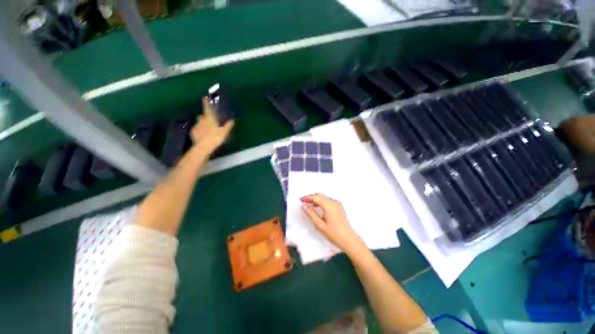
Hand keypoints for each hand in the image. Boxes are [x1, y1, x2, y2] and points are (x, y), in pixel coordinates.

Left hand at [190, 97, 233, 154]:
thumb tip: (232, 120)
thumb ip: (228, 126)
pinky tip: (203, 135)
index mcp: (209, 119)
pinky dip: (199, 131)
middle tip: (210, 121)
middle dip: (205, 117)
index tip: (205, 97)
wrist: (203, 146)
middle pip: (202, 116)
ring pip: (199, 123)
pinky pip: (197, 129)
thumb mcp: (225, 132)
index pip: (207, 108)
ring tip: (207, 130)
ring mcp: (196, 126)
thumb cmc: (215, 137)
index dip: (206, 103)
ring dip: (202, 124)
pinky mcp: (193, 132)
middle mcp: (201, 120)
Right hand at [300, 194, 363, 252]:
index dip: (307, 197)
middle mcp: (334, 202)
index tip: (301, 200)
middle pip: (320, 196)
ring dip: (316, 200)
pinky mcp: (339, 207)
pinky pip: (328, 201)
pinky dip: (321, 202)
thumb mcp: (319, 225)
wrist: (349, 240)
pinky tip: (318, 207)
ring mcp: (338, 205)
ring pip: (324, 198)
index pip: (316, 197)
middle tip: (303, 202)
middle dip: (311, 197)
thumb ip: (311, 214)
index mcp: (329, 206)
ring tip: (309, 205)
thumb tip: (304, 206)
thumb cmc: (334, 234)